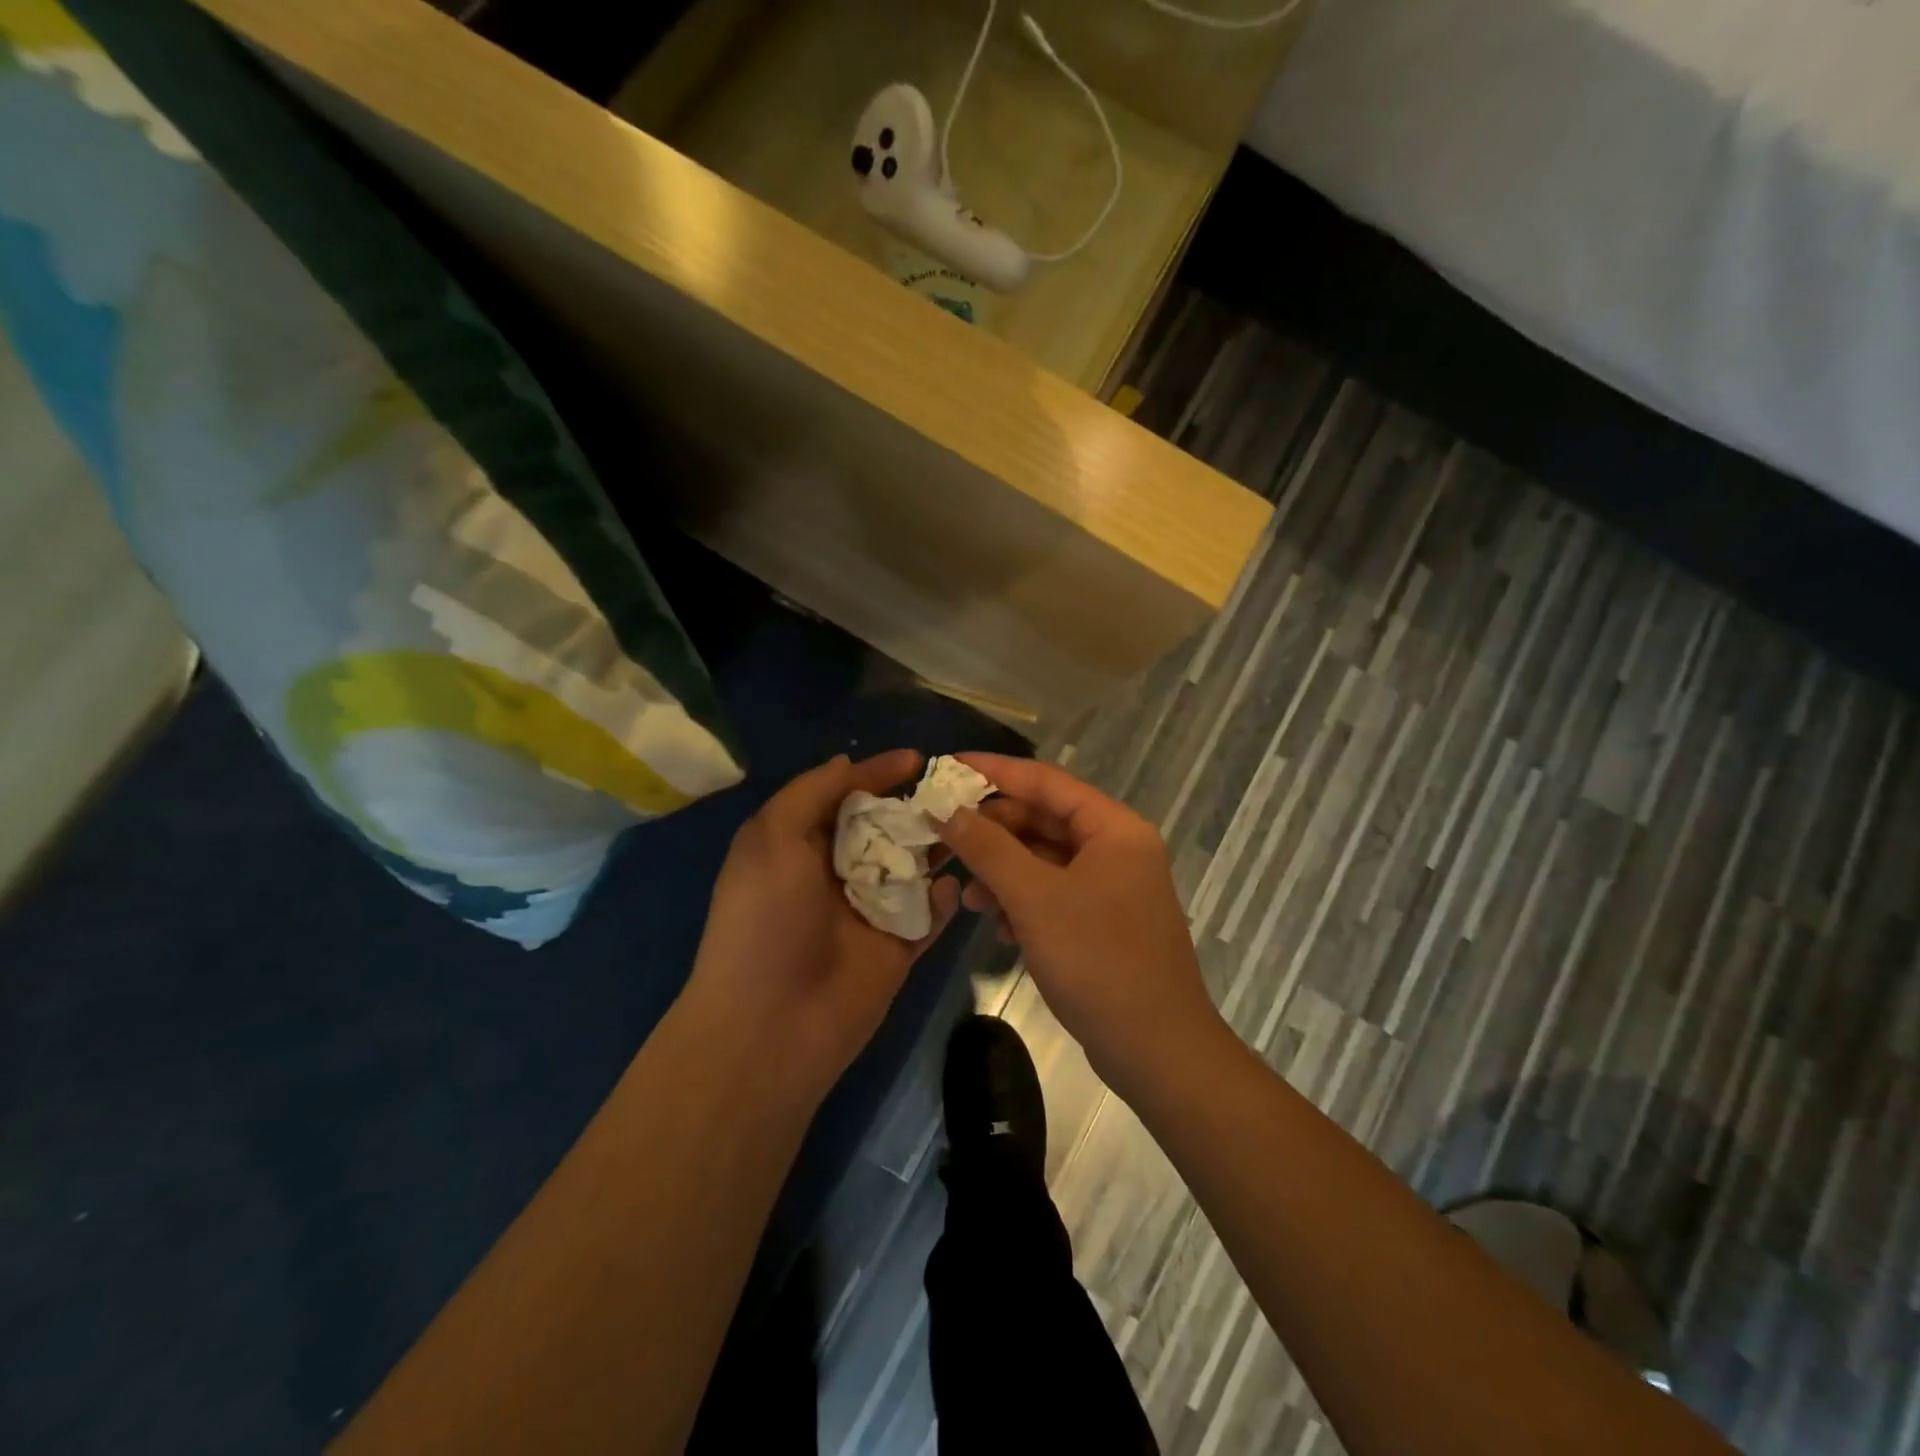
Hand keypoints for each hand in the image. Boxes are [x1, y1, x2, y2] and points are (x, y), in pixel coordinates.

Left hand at [688, 751, 960, 1100]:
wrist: (771, 1026)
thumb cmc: (765, 921)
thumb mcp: (772, 839)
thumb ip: (811, 793)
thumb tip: (847, 762)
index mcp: (800, 845)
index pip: (845, 796)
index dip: (877, 773)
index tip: (917, 758)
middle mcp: (836, 873)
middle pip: (885, 828)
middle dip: (916, 807)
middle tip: (956, 792)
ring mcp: (870, 911)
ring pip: (913, 868)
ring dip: (938, 846)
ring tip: (969, 826)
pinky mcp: (897, 948)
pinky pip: (929, 916)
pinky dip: (943, 899)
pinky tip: (953, 884)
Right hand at [936, 754, 1224, 1092]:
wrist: (1156, 1049)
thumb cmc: (1098, 961)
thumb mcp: (1035, 898)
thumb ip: (988, 848)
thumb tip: (946, 809)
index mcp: (1114, 828)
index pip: (1046, 782)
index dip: (995, 772)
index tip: (947, 768)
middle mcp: (1117, 848)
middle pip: (1043, 820)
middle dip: (993, 831)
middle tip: (945, 839)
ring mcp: (1112, 887)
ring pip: (1044, 860)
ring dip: (1003, 871)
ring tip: (965, 895)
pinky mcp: (1102, 922)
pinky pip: (1053, 894)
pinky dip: (1022, 901)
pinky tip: (997, 925)